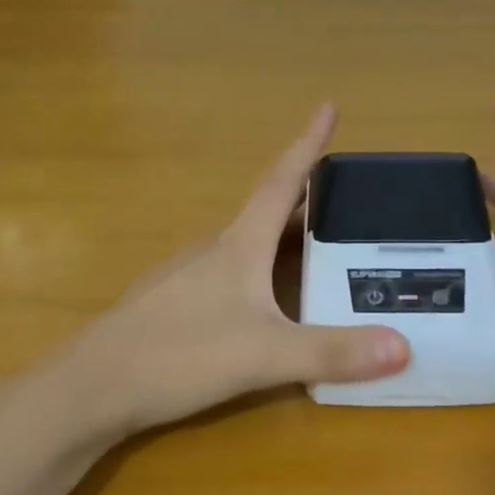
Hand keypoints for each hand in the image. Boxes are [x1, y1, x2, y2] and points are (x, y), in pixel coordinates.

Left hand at [42, 106, 410, 439]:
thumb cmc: (178, 355)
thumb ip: (331, 352)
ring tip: (319, 245)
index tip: (328, 106)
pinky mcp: (174, 304)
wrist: (91, 388)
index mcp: (238, 245)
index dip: (308, 145)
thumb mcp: (264, 355)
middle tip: (348, 197)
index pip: (281, 182)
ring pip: (246, 243)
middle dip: (308, 198)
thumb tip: (403, 347)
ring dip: (282, 234)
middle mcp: (214, 249)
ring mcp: (188, 276)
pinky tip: (266, 297)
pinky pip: (230, 272)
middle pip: (267, 211)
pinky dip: (260, 268)